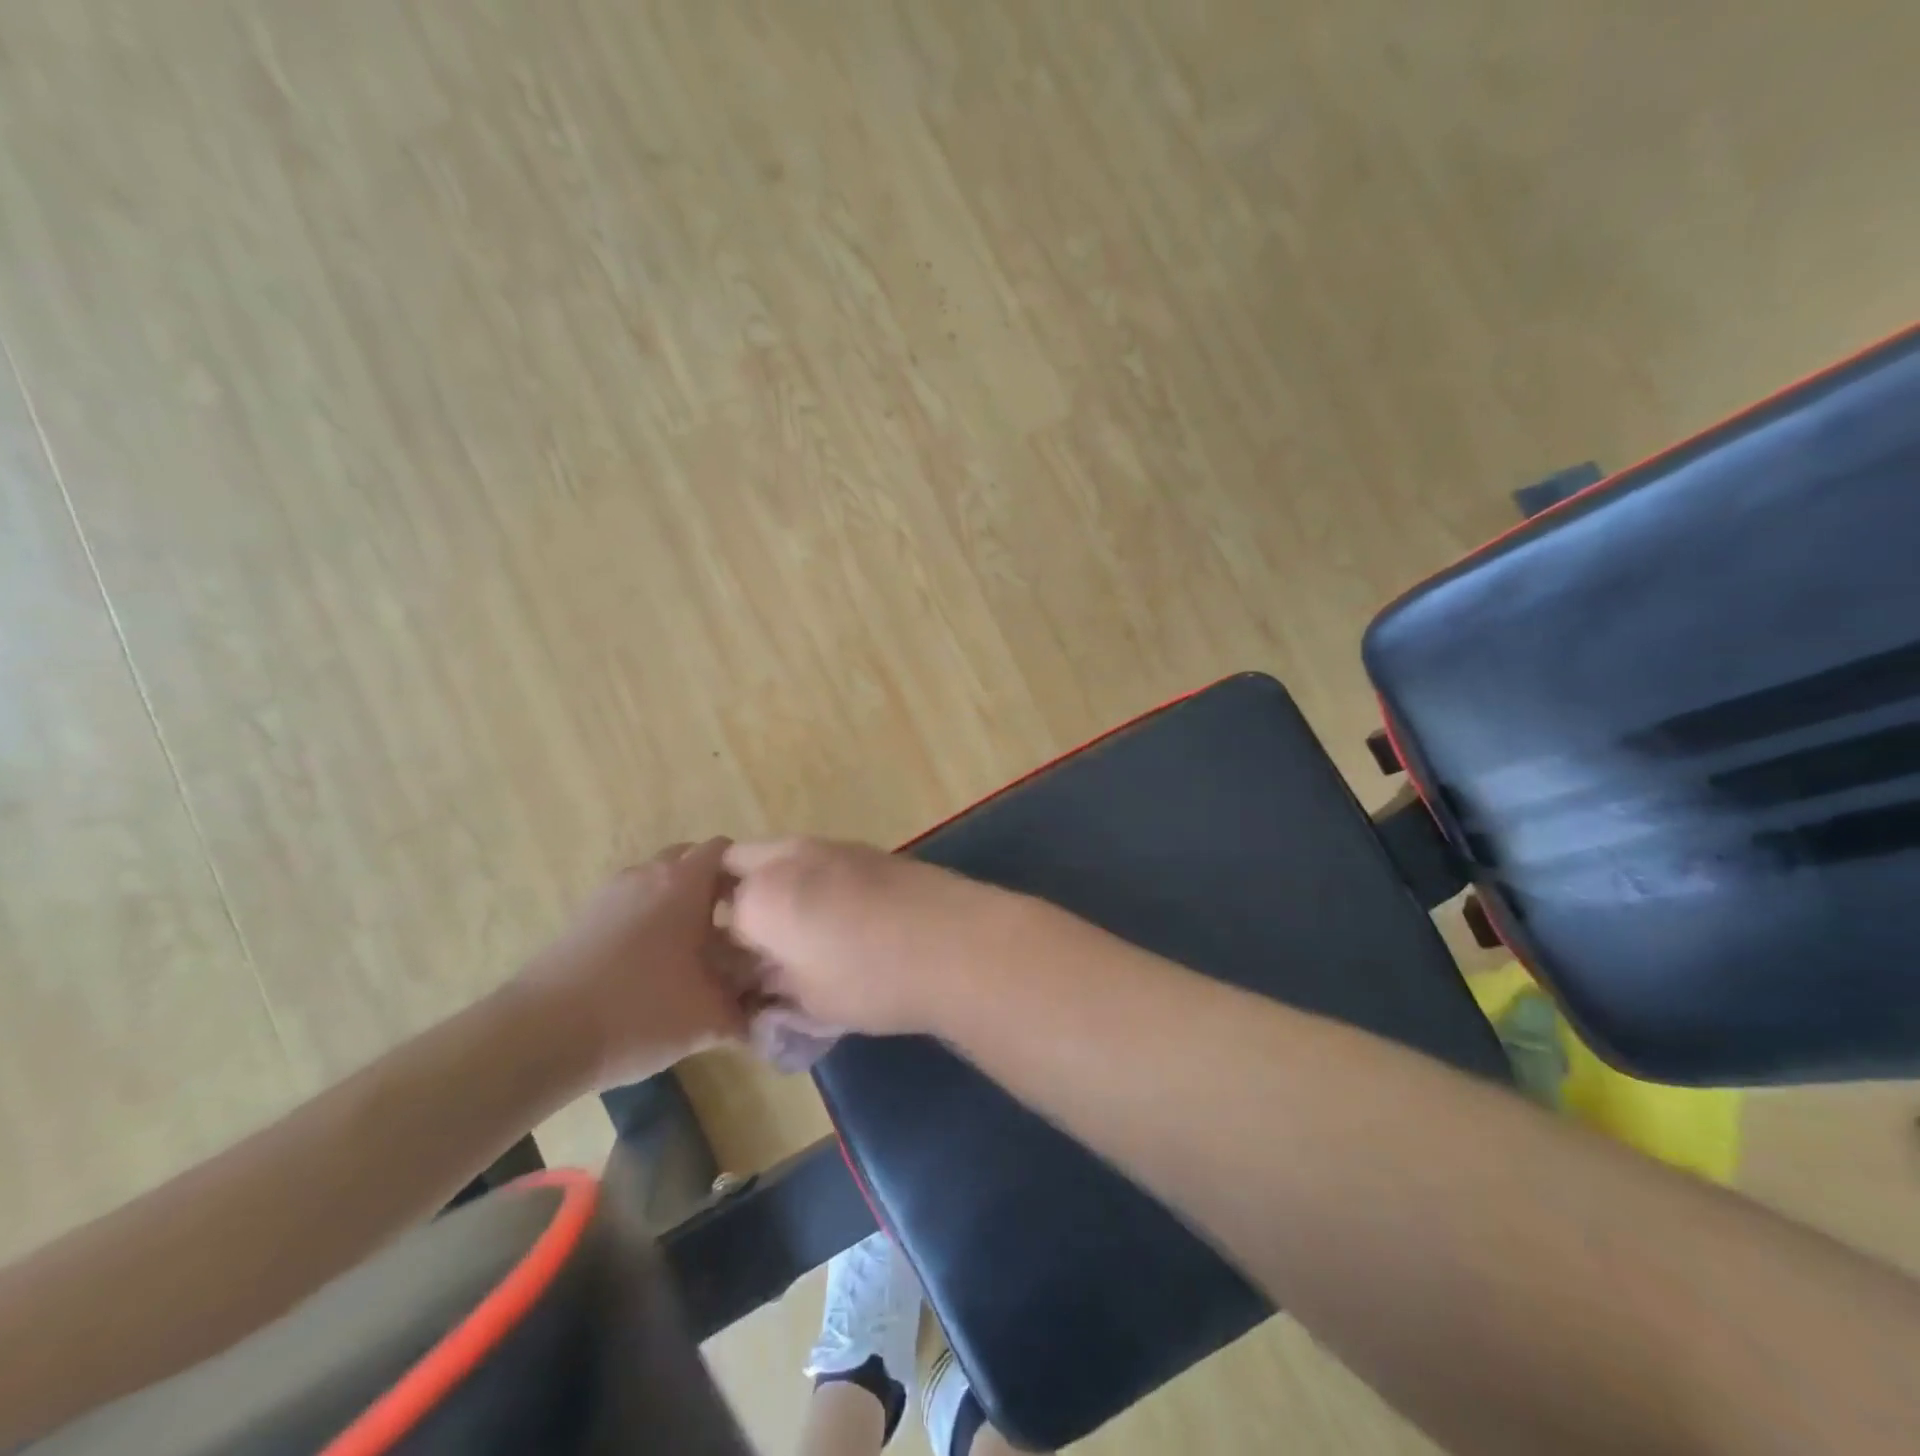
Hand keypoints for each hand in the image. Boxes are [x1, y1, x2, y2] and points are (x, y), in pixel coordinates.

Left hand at [518, 838, 746, 1087]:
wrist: (539, 1038)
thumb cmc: (638, 1012)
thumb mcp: (708, 1018)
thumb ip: (748, 1009)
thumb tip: (770, 1009)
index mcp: (683, 883)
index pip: (725, 850)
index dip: (748, 871)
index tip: (763, 907)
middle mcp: (647, 875)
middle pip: (690, 860)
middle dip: (714, 885)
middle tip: (733, 927)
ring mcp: (610, 894)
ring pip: (657, 881)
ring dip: (679, 903)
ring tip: (693, 950)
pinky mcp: (583, 917)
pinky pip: (630, 902)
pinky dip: (649, 918)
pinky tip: (653, 964)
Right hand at [723, 838, 1017, 1035]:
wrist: (958, 943)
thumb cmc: (873, 980)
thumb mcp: (810, 1000)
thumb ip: (770, 987)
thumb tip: (756, 983)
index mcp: (761, 895)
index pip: (713, 916)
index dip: (716, 947)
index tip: (728, 970)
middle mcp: (788, 857)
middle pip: (736, 865)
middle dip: (733, 898)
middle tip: (750, 941)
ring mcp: (831, 846)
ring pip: (779, 854)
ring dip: (773, 883)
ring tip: (797, 930)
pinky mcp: (867, 848)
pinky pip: (817, 857)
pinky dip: (810, 879)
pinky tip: (837, 915)